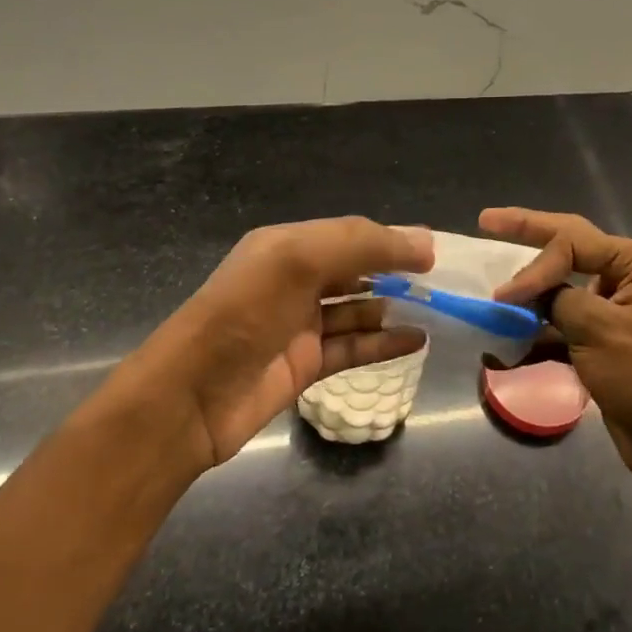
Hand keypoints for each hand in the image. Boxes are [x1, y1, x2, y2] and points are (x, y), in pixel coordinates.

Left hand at [108, 218, 433, 467]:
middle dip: (395, 271)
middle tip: (441, 281)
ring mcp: (300, 325)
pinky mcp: (305, 365)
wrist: (191, 397)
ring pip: (357, 309)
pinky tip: (417, 341)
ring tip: (435, 307)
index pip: (350, 234)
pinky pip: (353, 348)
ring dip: (393, 307)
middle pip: (355, 269)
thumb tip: (425, 241)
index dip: (391, 239)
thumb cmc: (244, 315)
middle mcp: (295, 280)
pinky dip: (384, 343)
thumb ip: (363, 245)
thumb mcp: (299, 260)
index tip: (435, 251)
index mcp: (287, 246)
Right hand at [481, 208, 631, 493]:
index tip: (505, 297)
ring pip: (562, 288)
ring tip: (494, 281)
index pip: (574, 242)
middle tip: (487, 220)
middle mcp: (631, 276)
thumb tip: (524, 293)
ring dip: (530, 291)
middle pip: (569, 248)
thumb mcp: (598, 329)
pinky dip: (538, 327)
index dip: (534, 264)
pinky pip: (564, 321)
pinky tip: (509, 335)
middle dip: (528, 236)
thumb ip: (556, 300)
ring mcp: (617, 308)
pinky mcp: (605, 339)